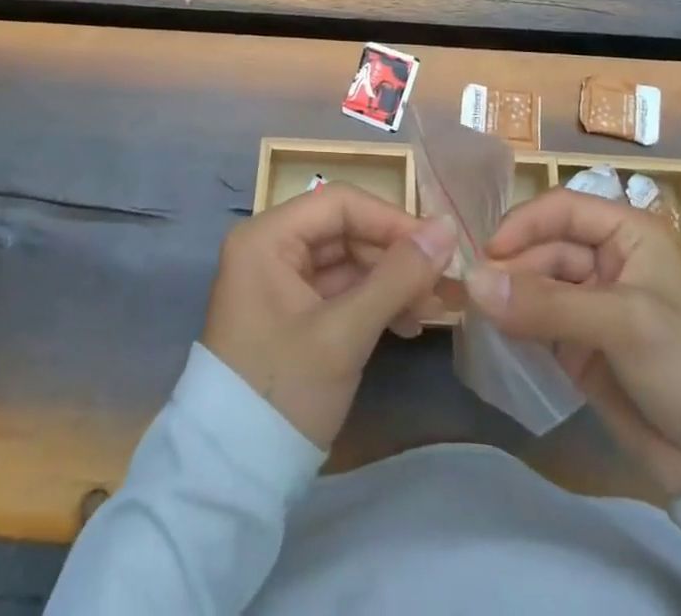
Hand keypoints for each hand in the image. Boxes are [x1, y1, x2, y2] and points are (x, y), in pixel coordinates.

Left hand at [204, 183, 457, 449]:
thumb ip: (397, 276)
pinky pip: (339, 290)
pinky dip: (373, 302)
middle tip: (442, 283)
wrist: (232, 477)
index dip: (392, 219)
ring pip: (346, 261)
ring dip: (390, 281)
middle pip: (344, 230)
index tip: (439, 247)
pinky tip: (408, 324)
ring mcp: (279, 281)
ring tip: (433, 308)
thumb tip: (448, 227)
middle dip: (395, 255)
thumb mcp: (344, 333)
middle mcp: (270, 247)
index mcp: (267, 236)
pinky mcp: (291, 312)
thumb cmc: (283, 391)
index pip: (340, 203)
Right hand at [468, 189, 680, 499]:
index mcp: (627, 234)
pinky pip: (537, 322)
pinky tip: (496, 333)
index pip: (562, 209)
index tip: (488, 253)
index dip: (523, 223)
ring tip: (480, 316)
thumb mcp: (624, 324)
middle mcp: (606, 260)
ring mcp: (592, 304)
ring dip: (509, 297)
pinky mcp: (580, 346)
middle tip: (476, 296)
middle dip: (512, 267)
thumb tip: (472, 282)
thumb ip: (547, 304)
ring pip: (536, 284)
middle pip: (543, 247)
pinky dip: (515, 324)